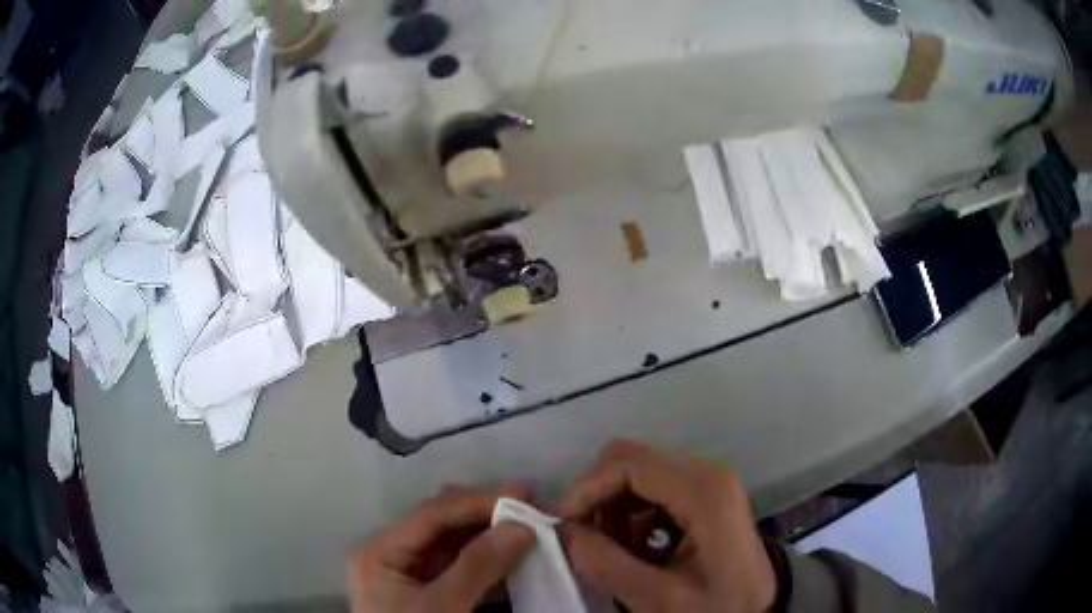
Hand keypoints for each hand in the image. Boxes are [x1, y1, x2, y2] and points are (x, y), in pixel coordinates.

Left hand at [348, 485, 535, 611]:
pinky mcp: (431, 592)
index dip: (478, 500)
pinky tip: (514, 555)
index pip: (431, 514)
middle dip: (487, 514)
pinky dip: (489, 560)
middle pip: (442, 524)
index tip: (525, 492)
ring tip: (530, 526)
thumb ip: (478, 566)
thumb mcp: (443, 607)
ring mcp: (412, 574)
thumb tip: (521, 526)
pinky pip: (462, 567)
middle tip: (532, 506)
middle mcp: (393, 555)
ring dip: (491, 535)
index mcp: (381, 551)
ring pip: (455, 544)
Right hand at [559, 440, 776, 612]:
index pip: (629, 464)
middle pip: (630, 458)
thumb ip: (607, 565)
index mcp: (704, 491)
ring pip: (637, 471)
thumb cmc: (720, 605)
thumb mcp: (660, 598)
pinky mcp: (704, 493)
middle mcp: (706, 472)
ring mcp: (707, 480)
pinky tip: (633, 548)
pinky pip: (651, 488)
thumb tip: (564, 533)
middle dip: (596, 496)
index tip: (562, 525)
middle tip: (582, 538)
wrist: (763, 607)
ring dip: (611, 506)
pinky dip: (630, 513)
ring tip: (610, 550)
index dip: (587, 489)